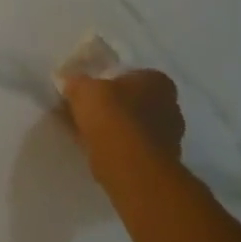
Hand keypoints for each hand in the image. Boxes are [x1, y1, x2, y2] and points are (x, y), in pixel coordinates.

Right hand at [61, 69, 185, 164]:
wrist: (129, 165)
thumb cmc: (112, 114)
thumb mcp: (83, 88)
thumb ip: (76, 83)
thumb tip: (69, 83)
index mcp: (158, 82)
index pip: (134, 75)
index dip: (111, 81)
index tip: (91, 90)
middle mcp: (170, 108)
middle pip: (135, 102)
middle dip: (113, 107)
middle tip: (86, 110)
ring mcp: (168, 139)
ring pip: (133, 128)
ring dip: (113, 129)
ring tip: (83, 131)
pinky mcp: (159, 165)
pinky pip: (131, 149)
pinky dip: (115, 147)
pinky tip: (92, 149)